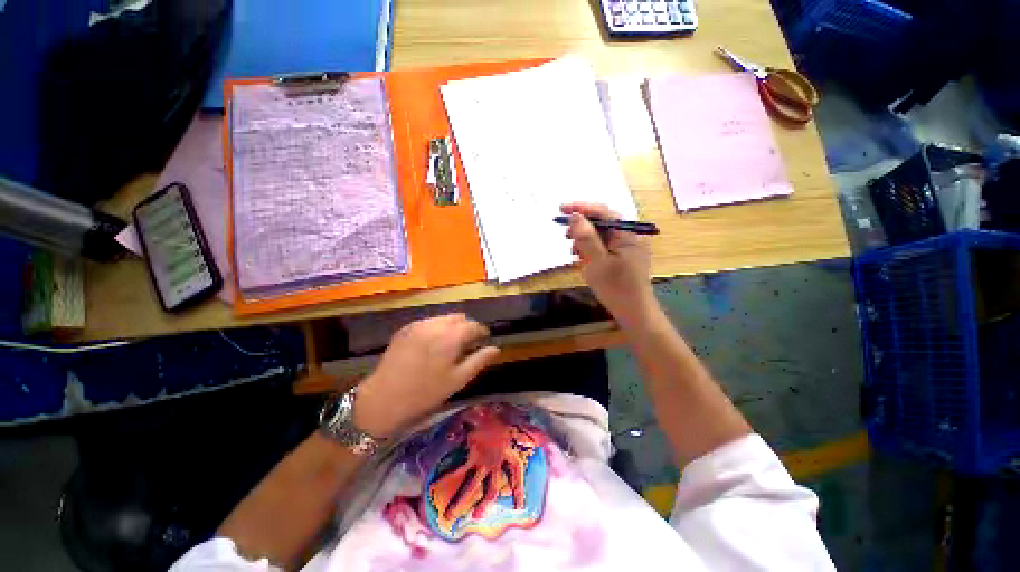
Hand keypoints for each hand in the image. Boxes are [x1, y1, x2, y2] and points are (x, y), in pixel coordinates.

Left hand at [354, 314, 499, 438]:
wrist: (383, 398)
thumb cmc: (426, 392)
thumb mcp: (458, 380)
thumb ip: (479, 360)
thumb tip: (496, 349)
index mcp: (451, 336)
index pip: (474, 325)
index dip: (482, 332)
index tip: (483, 341)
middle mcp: (436, 324)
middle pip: (459, 318)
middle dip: (467, 328)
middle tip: (467, 345)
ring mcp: (419, 324)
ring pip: (444, 318)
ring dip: (452, 327)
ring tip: (449, 345)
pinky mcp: (406, 328)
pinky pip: (429, 322)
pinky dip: (437, 328)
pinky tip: (432, 346)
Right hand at [561, 202, 654, 325]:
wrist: (634, 312)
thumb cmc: (616, 288)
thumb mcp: (597, 262)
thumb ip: (586, 237)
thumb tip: (575, 216)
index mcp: (627, 233)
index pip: (603, 212)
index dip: (581, 208)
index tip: (561, 209)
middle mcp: (629, 235)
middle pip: (602, 222)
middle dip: (581, 226)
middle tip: (565, 235)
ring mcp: (626, 246)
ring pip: (601, 234)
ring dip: (584, 239)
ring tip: (573, 252)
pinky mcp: (622, 256)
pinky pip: (603, 246)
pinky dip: (590, 249)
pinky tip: (582, 258)